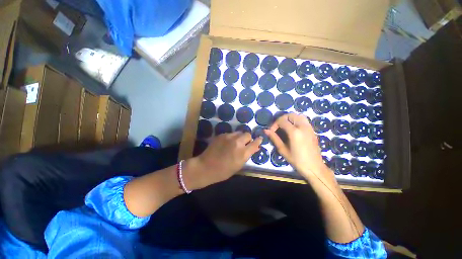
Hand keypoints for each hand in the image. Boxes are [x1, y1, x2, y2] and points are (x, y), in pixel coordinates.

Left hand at [188, 132, 261, 188]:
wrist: (206, 167)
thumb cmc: (223, 171)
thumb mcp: (238, 165)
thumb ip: (247, 155)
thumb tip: (255, 147)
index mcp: (243, 153)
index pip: (255, 143)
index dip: (258, 140)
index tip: (259, 139)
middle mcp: (237, 142)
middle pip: (247, 134)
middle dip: (248, 138)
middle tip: (244, 143)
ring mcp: (228, 137)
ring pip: (239, 132)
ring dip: (239, 137)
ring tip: (235, 143)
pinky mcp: (221, 135)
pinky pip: (230, 133)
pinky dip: (231, 137)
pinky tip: (227, 143)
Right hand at [265, 113, 333, 182]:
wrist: (314, 167)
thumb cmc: (297, 160)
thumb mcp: (283, 150)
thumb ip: (274, 138)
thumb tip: (266, 130)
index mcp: (295, 132)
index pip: (282, 121)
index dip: (274, 124)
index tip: (271, 131)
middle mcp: (303, 127)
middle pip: (290, 115)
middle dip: (282, 119)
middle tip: (278, 127)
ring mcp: (309, 128)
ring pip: (298, 115)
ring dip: (290, 118)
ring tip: (285, 126)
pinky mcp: (312, 130)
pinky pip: (304, 120)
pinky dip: (296, 120)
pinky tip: (293, 129)